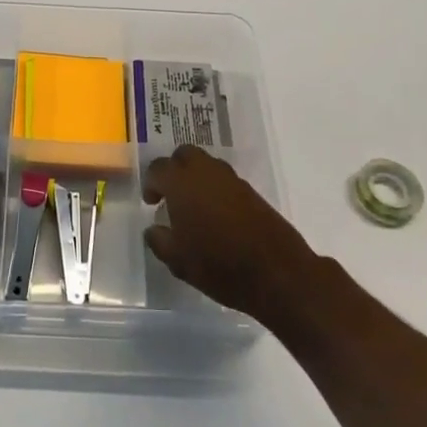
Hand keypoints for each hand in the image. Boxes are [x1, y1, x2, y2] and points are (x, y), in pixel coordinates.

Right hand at [142, 144, 317, 322]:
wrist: (276, 272)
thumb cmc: (218, 265)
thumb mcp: (177, 260)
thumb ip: (159, 240)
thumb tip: (153, 229)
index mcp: (181, 183)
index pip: (158, 168)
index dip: (150, 184)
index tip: (152, 203)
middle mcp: (205, 172)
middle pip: (184, 154)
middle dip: (174, 170)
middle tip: (171, 195)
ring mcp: (232, 180)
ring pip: (207, 164)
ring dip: (196, 177)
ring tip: (194, 207)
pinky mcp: (251, 192)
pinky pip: (225, 180)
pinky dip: (216, 189)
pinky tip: (216, 216)